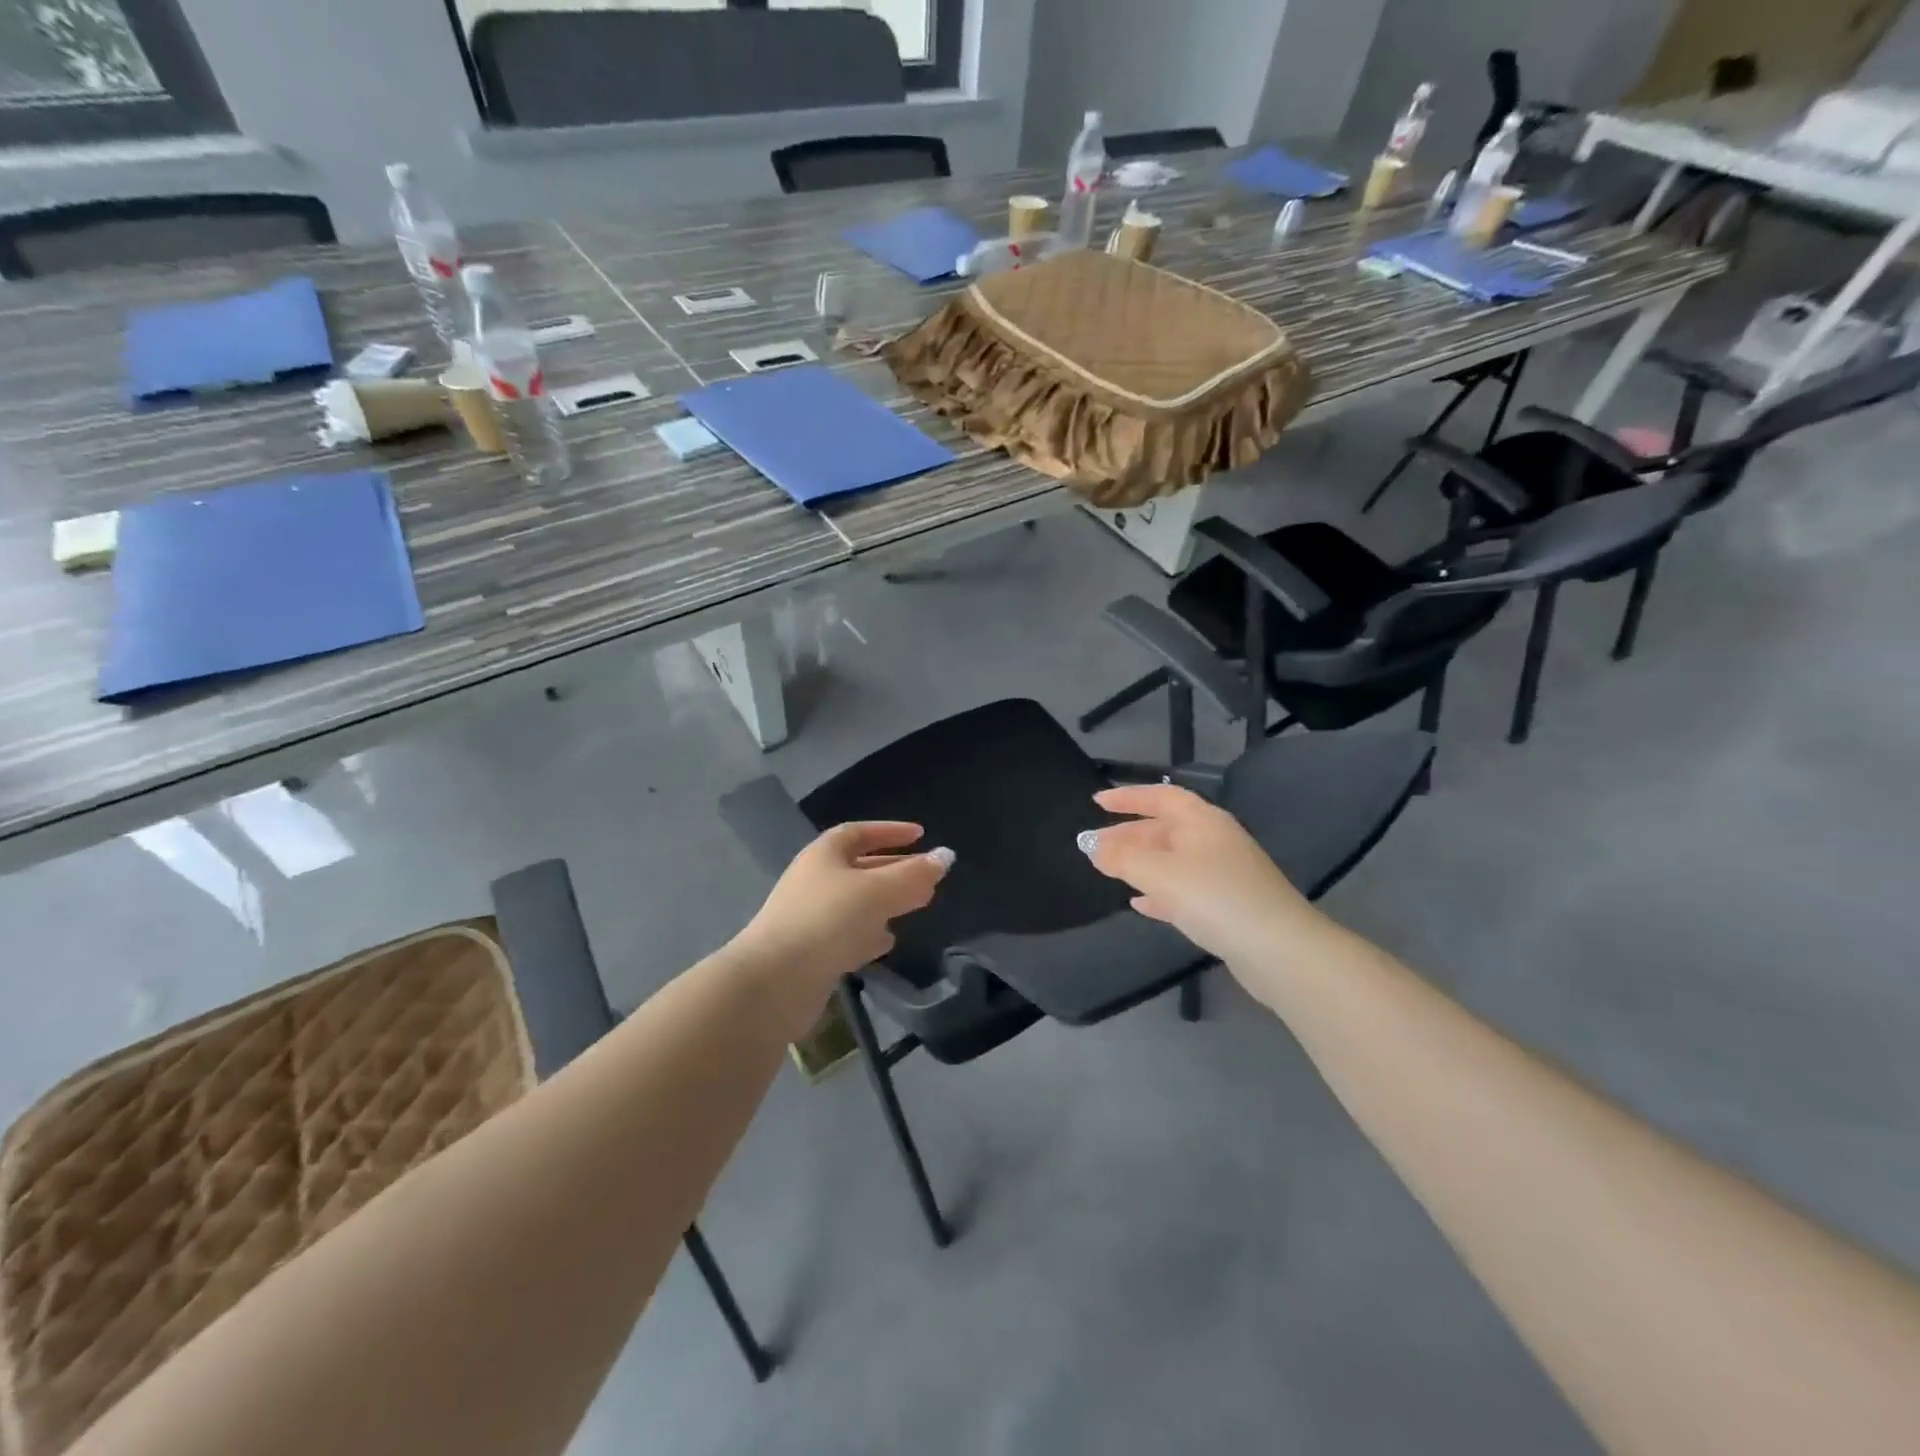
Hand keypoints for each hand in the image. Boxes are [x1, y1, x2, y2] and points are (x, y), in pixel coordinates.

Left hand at [734, 822, 950, 994]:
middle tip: (926, 877)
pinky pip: (846, 934)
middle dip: (894, 870)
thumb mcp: (877, 892)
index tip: (920, 835)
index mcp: (824, 855)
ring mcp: (810, 917)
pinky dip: (869, 933)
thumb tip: (947, 856)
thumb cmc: (827, 921)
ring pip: (855, 902)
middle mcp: (814, 881)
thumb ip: (914, 875)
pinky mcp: (811, 952)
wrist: (774, 982)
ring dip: (885, 902)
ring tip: (916, 906)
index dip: (890, 831)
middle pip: (859, 868)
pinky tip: (886, 941)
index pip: (859, 833)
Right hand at [1079, 784, 1315, 967]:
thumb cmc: (1215, 897)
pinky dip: (1159, 891)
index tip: (1097, 802)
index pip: (1160, 796)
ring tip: (1109, 871)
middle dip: (1128, 835)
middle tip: (1094, 846)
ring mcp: (1224, 874)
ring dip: (1140, 864)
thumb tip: (1091, 845)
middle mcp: (1214, 840)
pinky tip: (1140, 904)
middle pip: (1164, 829)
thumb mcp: (1160, 873)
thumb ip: (1122, 857)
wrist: (1278, 950)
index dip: (1128, 797)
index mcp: (1202, 821)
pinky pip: (1184, 889)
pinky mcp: (1228, 906)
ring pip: (1172, 860)